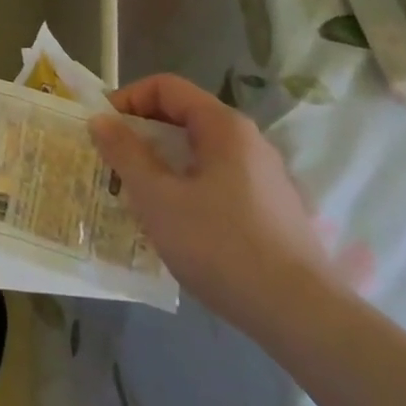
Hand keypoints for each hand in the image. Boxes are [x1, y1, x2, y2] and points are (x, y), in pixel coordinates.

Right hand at [88, 74, 338, 333]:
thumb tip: (101, 120)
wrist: (304, 319)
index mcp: (223, 126)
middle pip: (183, 118)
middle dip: (142, 135)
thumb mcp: (157, 197)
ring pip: (199, 153)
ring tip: (137, 195)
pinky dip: (188, 187)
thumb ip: (125, 153)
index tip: (103, 129)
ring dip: (162, 164)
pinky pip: (217, 181)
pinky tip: (176, 224)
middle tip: (113, 163)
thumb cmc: (222, 246)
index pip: (166, 87)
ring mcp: (264, 177)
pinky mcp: (272, 211)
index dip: (128, 99)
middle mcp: (248, 142)